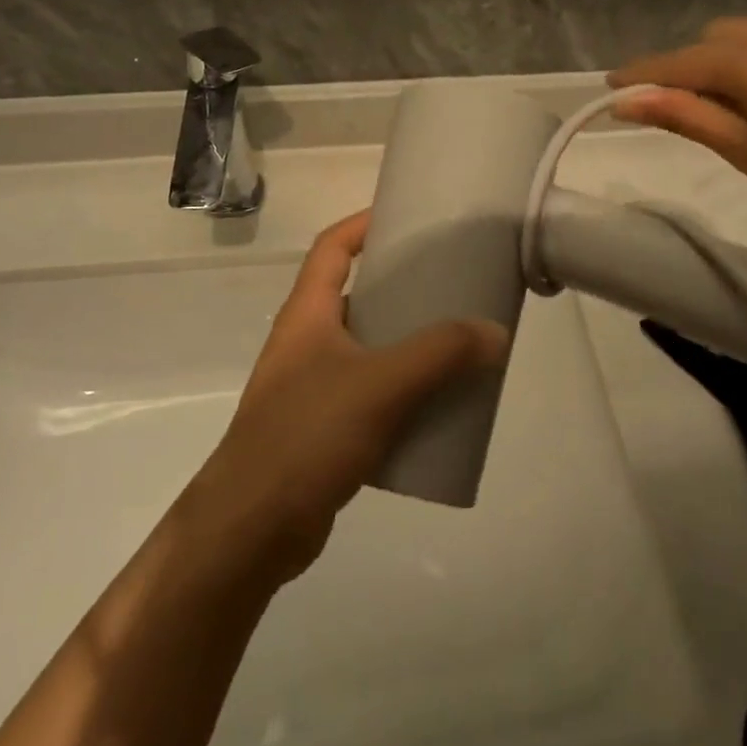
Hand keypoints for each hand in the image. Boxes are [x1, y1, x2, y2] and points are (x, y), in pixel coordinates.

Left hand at [182, 213, 505, 588]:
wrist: (251, 530)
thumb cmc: (306, 435)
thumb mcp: (380, 384)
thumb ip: (440, 354)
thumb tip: (494, 332)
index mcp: (308, 313)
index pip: (332, 246)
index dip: (365, 223)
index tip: (408, 215)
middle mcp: (306, 342)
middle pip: (355, 294)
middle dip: (401, 286)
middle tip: (451, 283)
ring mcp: (311, 387)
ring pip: (367, 348)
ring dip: (406, 343)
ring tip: (455, 342)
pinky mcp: (322, 429)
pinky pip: (370, 394)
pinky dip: (402, 391)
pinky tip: (435, 404)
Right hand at [610, 18, 746, 250]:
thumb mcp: (744, 150)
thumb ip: (685, 115)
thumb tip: (628, 101)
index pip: (681, 63)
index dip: (643, 76)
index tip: (611, 87)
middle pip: (717, 39)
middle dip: (691, 67)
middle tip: (682, 109)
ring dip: (731, 63)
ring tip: (736, 107)